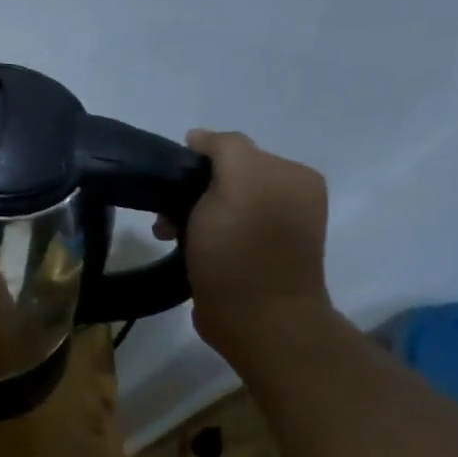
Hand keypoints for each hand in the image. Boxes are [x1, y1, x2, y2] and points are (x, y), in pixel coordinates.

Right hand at [154, 129, 332, 359]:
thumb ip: (224, 148)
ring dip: (185, 216)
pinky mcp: (254, 257)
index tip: (171, 190)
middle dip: (187, 193)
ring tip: (167, 236)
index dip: (195, 165)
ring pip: (214, 205)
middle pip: (221, 178)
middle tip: (165, 219)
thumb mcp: (237, 182)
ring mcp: (273, 229)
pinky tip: (182, 249)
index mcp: (293, 175)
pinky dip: (195, 236)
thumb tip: (199, 138)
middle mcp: (289, 197)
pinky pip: (216, 231)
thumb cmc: (242, 248)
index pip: (231, 150)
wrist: (256, 318)